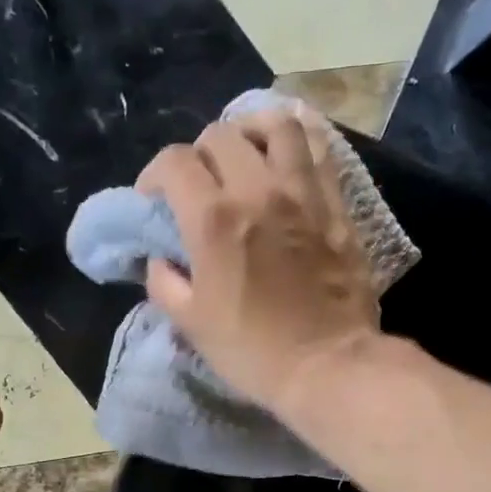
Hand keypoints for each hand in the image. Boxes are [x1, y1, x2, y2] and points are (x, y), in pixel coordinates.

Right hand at [140, 109, 381, 414]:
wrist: (328, 366)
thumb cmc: (253, 351)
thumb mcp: (191, 323)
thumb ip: (164, 282)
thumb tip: (161, 260)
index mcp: (214, 219)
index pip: (174, 162)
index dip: (154, 175)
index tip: (154, 199)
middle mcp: (258, 190)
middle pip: (220, 135)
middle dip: (199, 154)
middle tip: (199, 184)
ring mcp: (304, 193)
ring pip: (277, 125)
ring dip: (251, 132)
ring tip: (246, 154)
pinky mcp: (337, 205)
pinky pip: (319, 150)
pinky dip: (297, 145)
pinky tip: (287, 161)